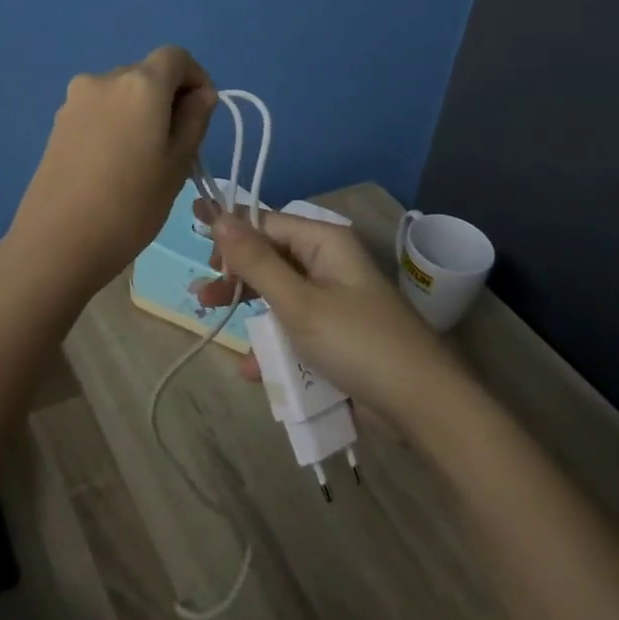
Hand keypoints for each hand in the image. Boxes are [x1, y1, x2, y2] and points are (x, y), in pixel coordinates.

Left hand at [7, 46, 217, 296]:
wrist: (57, 242)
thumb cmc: (130, 205)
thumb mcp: (178, 164)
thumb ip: (195, 120)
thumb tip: (201, 95)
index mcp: (140, 84)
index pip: (176, 56)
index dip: (196, 78)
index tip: (202, 114)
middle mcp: (104, 79)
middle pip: (147, 74)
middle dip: (167, 98)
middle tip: (176, 145)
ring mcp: (75, 100)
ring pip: (121, 94)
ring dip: (140, 113)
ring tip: (142, 160)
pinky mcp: (58, 123)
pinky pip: (98, 111)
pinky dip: (115, 124)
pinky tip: (112, 165)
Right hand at [193, 203, 470, 425]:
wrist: (422, 406)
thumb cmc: (357, 343)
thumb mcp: (299, 302)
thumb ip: (256, 261)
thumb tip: (219, 213)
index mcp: (324, 242)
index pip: (267, 223)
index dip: (230, 235)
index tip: (196, 247)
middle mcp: (328, 263)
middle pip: (270, 258)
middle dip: (235, 274)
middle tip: (202, 294)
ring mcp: (333, 300)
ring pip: (278, 295)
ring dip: (249, 310)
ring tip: (213, 321)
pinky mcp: (335, 334)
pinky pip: (294, 327)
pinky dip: (272, 342)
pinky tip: (251, 367)